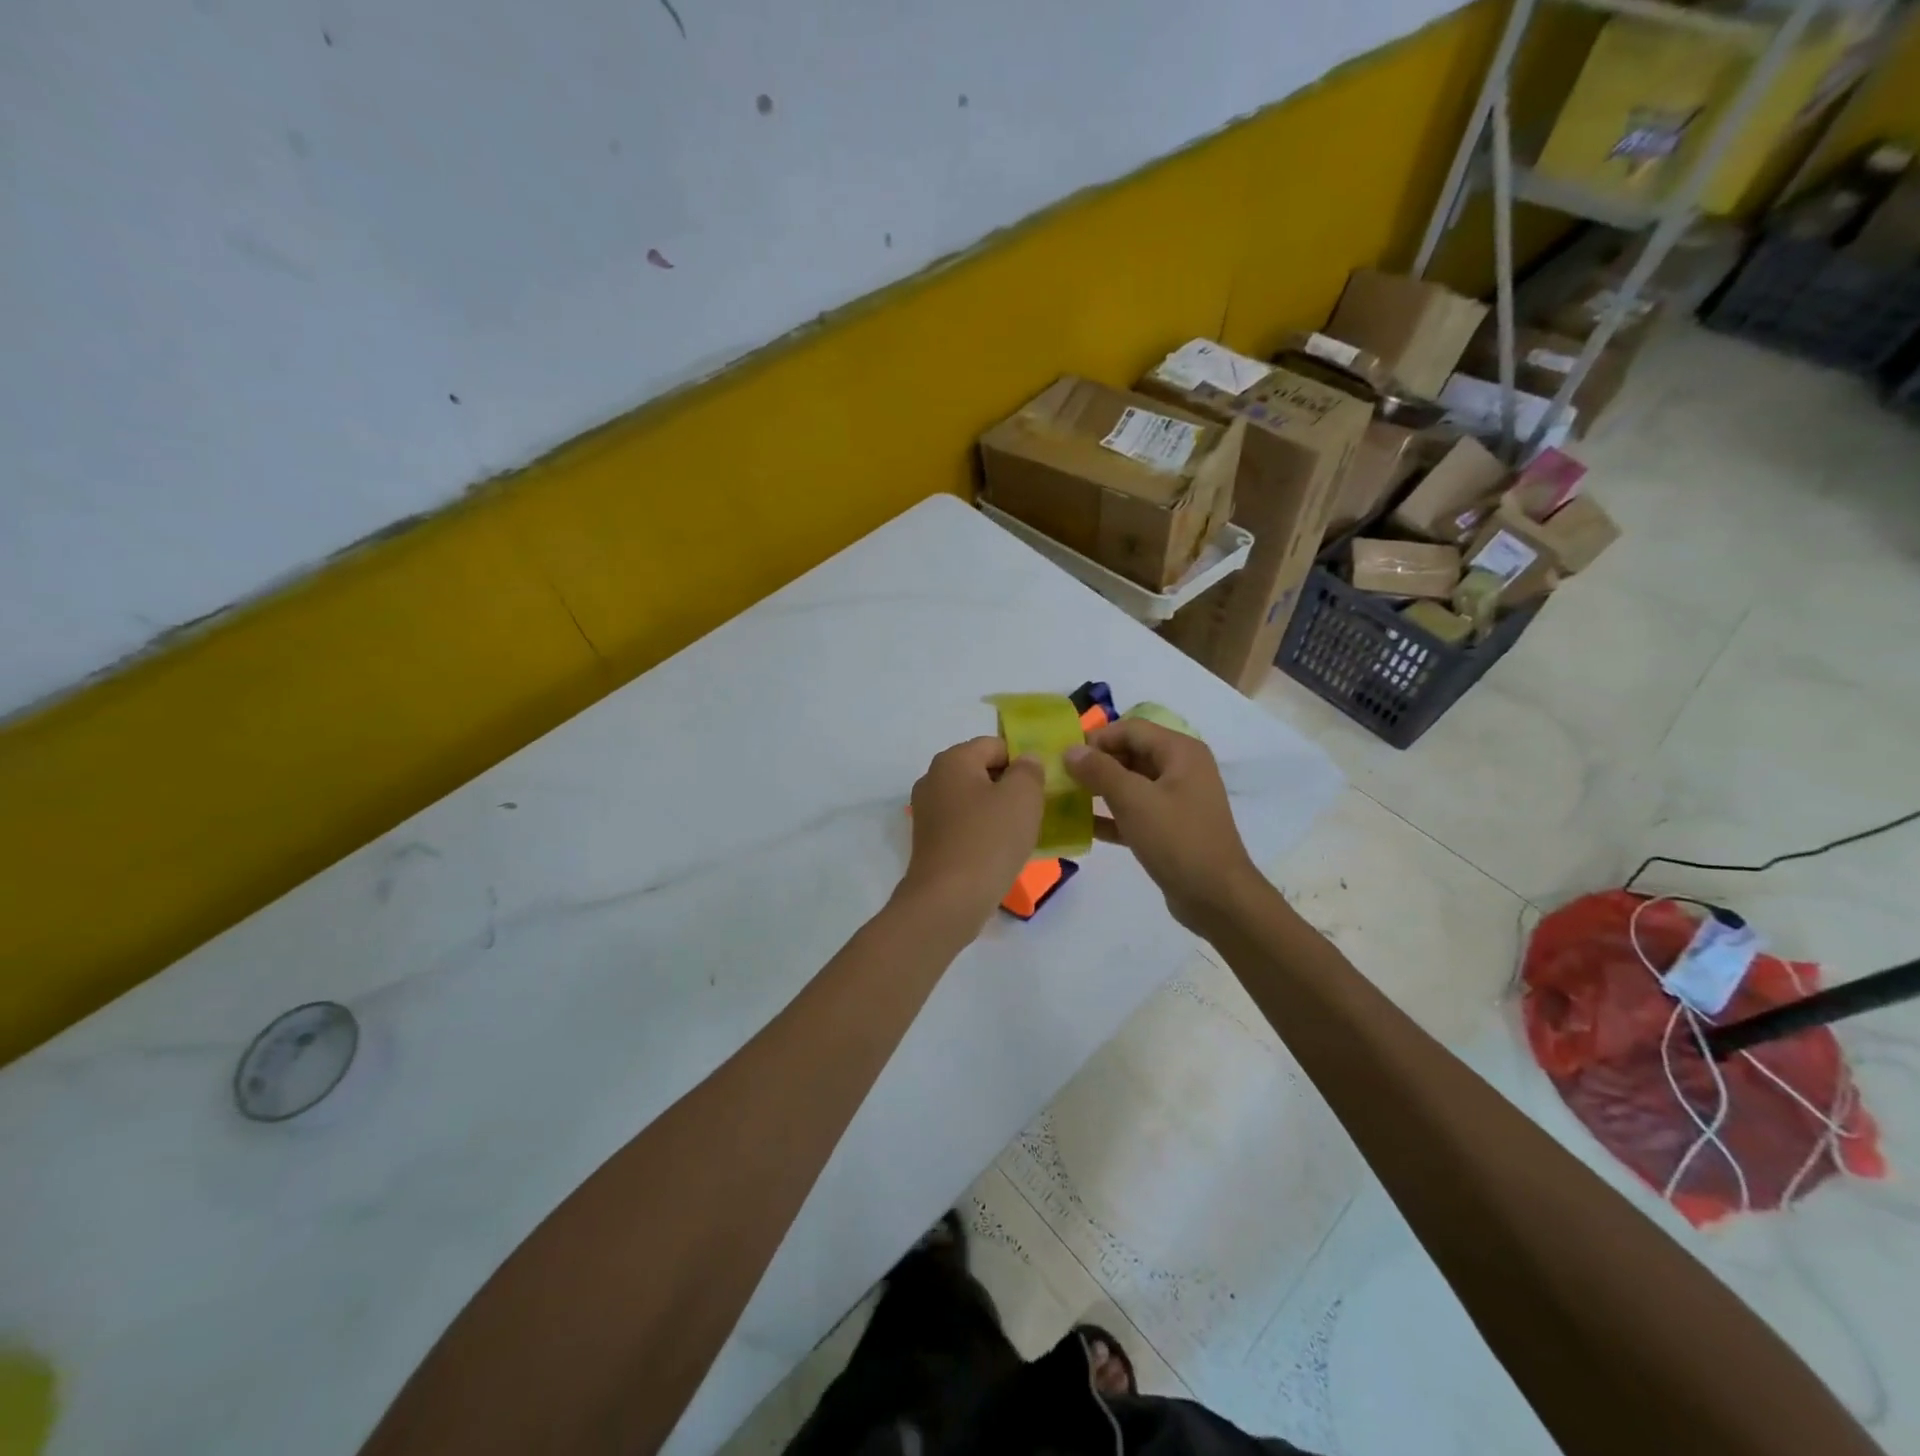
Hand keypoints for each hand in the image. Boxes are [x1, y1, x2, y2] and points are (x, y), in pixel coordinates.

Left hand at [900, 737, 1045, 931]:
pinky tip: (1001, 852)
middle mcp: (933, 779)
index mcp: (952, 760)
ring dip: (999, 812)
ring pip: (974, 800)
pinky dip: (984, 832)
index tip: (1043, 786)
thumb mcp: (1023, 797)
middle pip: (982, 771)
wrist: (948, 900)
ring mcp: (928, 812)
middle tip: (1037, 810)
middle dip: (1011, 787)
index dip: (1023, 761)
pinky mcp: (930, 841)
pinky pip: (964, 825)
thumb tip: (1026, 761)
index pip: (995, 745)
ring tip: (1023, 833)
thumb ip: (1029, 770)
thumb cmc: (989, 840)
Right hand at [1063, 720, 1260, 932]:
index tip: (1065, 758)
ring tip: (1066, 799)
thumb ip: (1099, 771)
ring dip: (1100, 789)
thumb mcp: (1134, 801)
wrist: (1216, 898)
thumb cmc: (1177, 840)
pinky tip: (1083, 826)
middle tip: (1062, 778)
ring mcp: (1177, 800)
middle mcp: (1181, 769)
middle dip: (1096, 764)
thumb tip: (1070, 750)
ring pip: (1131, 784)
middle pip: (1131, 753)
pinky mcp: (1170, 828)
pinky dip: (1112, 815)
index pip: (1130, 729)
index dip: (1096, 739)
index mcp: (1180, 752)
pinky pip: (1136, 811)